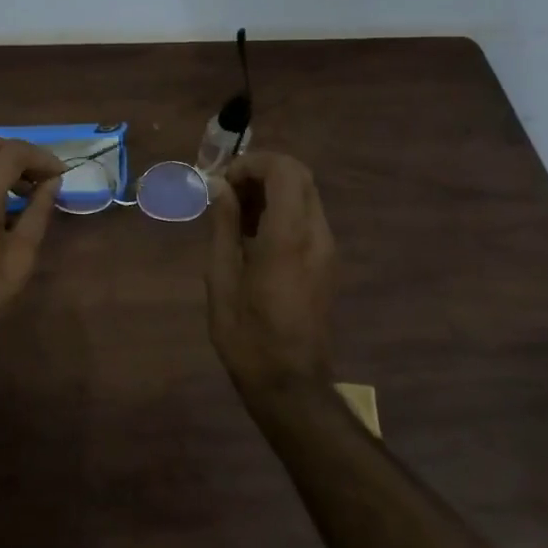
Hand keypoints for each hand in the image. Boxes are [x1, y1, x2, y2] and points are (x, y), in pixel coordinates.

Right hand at [206, 153, 336, 391]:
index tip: (222, 181)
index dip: (252, 164)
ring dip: (272, 190)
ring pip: (305, 195)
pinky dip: (282, 210)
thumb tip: (218, 187)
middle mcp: (316, 235)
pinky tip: (253, 235)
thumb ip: (223, 226)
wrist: (291, 384)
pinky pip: (307, 217)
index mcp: (289, 237)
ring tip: (235, 214)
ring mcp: (327, 248)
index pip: (284, 170)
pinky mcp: (328, 262)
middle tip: (227, 192)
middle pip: (300, 176)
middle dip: (262, 172)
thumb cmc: (247, 335)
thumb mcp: (222, 279)